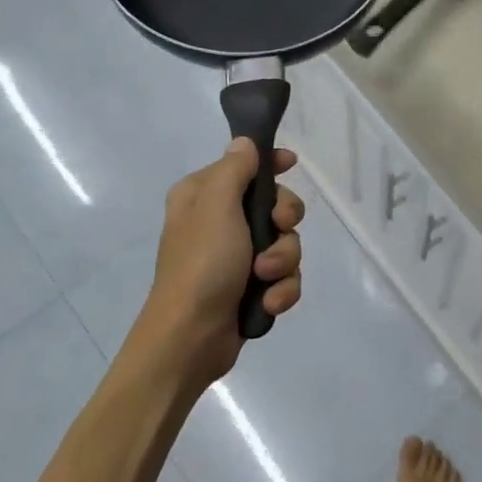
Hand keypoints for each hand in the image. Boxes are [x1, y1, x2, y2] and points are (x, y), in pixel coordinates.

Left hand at [141, 138, 305, 390]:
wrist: (190, 337)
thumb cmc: (202, 264)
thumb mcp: (216, 206)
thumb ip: (234, 170)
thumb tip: (244, 144)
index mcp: (203, 197)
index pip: (244, 166)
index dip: (270, 163)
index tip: (291, 164)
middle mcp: (220, 223)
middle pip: (275, 206)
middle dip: (284, 223)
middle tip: (277, 229)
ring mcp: (237, 258)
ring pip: (286, 244)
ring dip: (283, 261)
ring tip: (265, 279)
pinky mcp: (251, 288)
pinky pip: (284, 277)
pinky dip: (281, 290)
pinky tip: (269, 303)